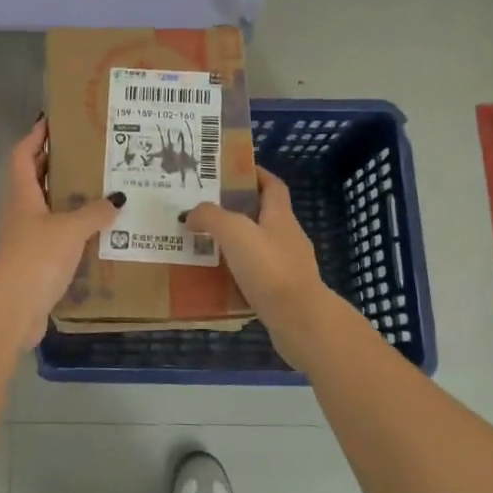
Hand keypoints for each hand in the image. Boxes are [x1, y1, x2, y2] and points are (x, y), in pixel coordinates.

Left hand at [0, 119, 119, 345]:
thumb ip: (94, 212)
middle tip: (87, 152)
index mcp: (23, 196)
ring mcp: (27, 238)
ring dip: (68, 197)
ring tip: (100, 188)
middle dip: (56, 164)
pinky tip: (98, 231)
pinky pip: (57, 235)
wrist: (14, 308)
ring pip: (47, 208)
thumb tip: (117, 198)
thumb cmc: (37, 258)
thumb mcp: (70, 229)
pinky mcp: (37, 261)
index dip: (35, 137)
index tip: (52, 121)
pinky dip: (74, 228)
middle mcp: (21, 212)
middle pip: (35, 179)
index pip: (23, 155)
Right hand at [185, 168, 332, 363]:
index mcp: (280, 216)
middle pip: (263, 215)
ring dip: (235, 244)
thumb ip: (210, 217)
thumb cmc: (269, 268)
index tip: (232, 171)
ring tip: (204, 245)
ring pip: (258, 246)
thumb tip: (191, 214)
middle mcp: (288, 237)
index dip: (256, 174)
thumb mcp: (234, 232)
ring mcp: (288, 267)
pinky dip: (238, 273)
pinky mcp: (282, 293)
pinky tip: (217, 279)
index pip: (272, 186)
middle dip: (236, 210)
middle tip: (204, 210)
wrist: (301, 321)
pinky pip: (256, 275)